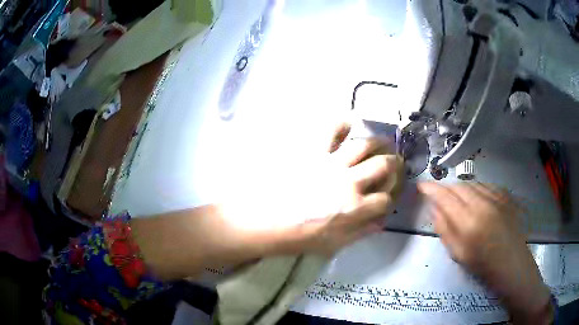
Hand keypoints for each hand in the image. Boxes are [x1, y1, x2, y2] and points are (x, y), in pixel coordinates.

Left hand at [280, 122, 404, 255]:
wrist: (266, 222)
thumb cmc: (299, 237)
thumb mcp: (334, 244)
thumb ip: (361, 232)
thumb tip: (380, 221)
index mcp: (355, 208)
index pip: (385, 200)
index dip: (390, 199)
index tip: (386, 198)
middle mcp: (349, 182)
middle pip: (383, 166)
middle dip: (395, 165)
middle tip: (396, 162)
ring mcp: (331, 163)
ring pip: (364, 145)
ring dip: (379, 143)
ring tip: (384, 143)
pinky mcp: (313, 152)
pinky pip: (331, 131)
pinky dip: (343, 124)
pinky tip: (351, 124)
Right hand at [418, 182, 552, 324]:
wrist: (513, 265)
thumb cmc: (484, 267)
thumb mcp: (459, 254)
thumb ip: (444, 229)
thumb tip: (434, 209)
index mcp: (469, 223)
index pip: (445, 197)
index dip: (431, 189)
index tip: (421, 185)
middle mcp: (483, 204)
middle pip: (458, 186)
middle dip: (446, 188)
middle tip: (438, 196)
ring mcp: (496, 197)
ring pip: (472, 183)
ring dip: (460, 188)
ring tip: (456, 199)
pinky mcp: (505, 196)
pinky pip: (485, 185)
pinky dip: (475, 188)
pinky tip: (474, 199)